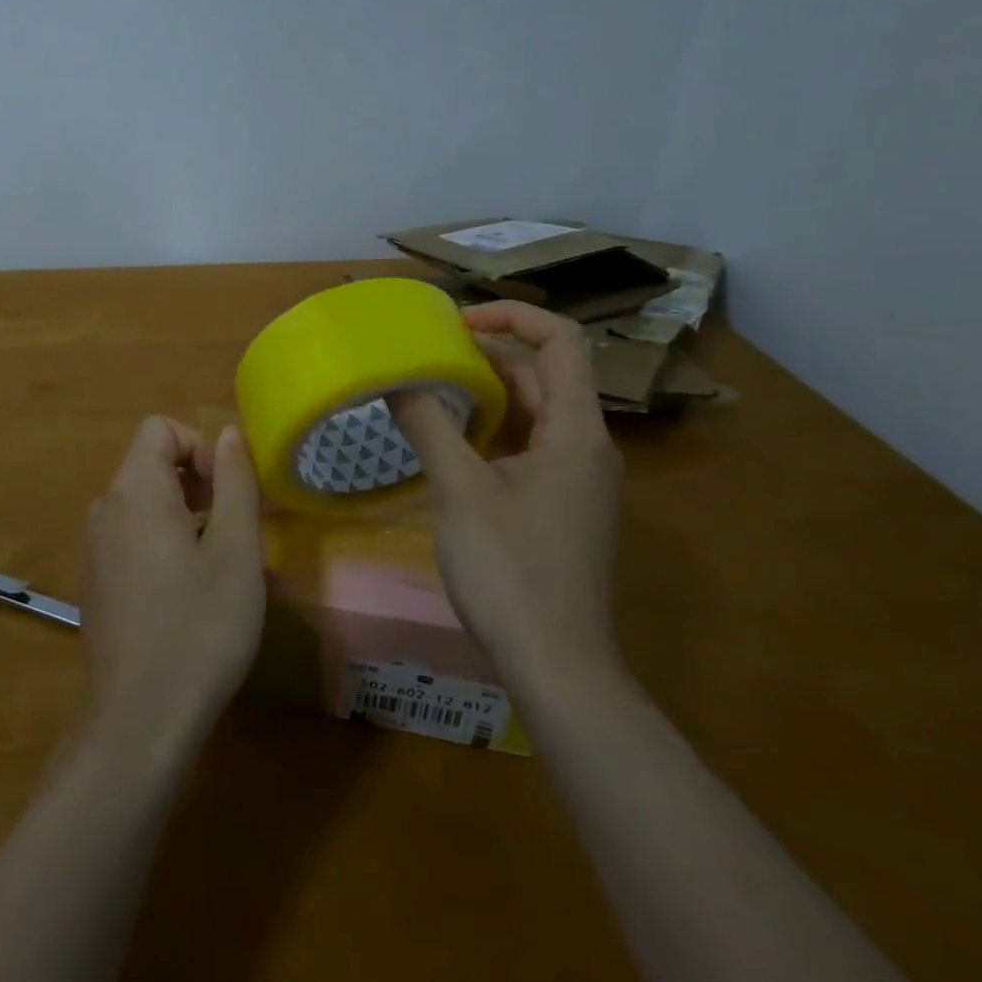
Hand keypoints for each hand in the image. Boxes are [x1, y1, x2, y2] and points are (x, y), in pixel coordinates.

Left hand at [81, 418, 265, 753]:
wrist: (140, 721)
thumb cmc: (199, 626)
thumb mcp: (236, 549)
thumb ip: (234, 480)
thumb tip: (228, 433)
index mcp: (134, 491)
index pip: (160, 429)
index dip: (200, 447)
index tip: (228, 493)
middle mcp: (104, 510)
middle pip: (151, 464)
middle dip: (197, 482)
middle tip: (233, 530)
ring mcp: (93, 549)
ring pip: (144, 503)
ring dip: (184, 515)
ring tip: (216, 565)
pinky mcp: (94, 583)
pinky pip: (131, 538)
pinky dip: (162, 543)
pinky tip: (185, 594)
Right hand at [391, 302, 623, 689]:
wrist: (558, 666)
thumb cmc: (512, 571)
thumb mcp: (460, 491)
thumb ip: (428, 425)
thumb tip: (395, 379)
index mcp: (576, 430)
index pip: (561, 341)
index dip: (513, 315)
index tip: (457, 320)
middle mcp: (586, 446)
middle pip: (545, 374)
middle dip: (489, 353)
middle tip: (429, 350)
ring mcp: (576, 479)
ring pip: (534, 413)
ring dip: (487, 393)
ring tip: (430, 385)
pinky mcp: (561, 506)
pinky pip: (528, 446)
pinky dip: (492, 430)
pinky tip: (449, 439)